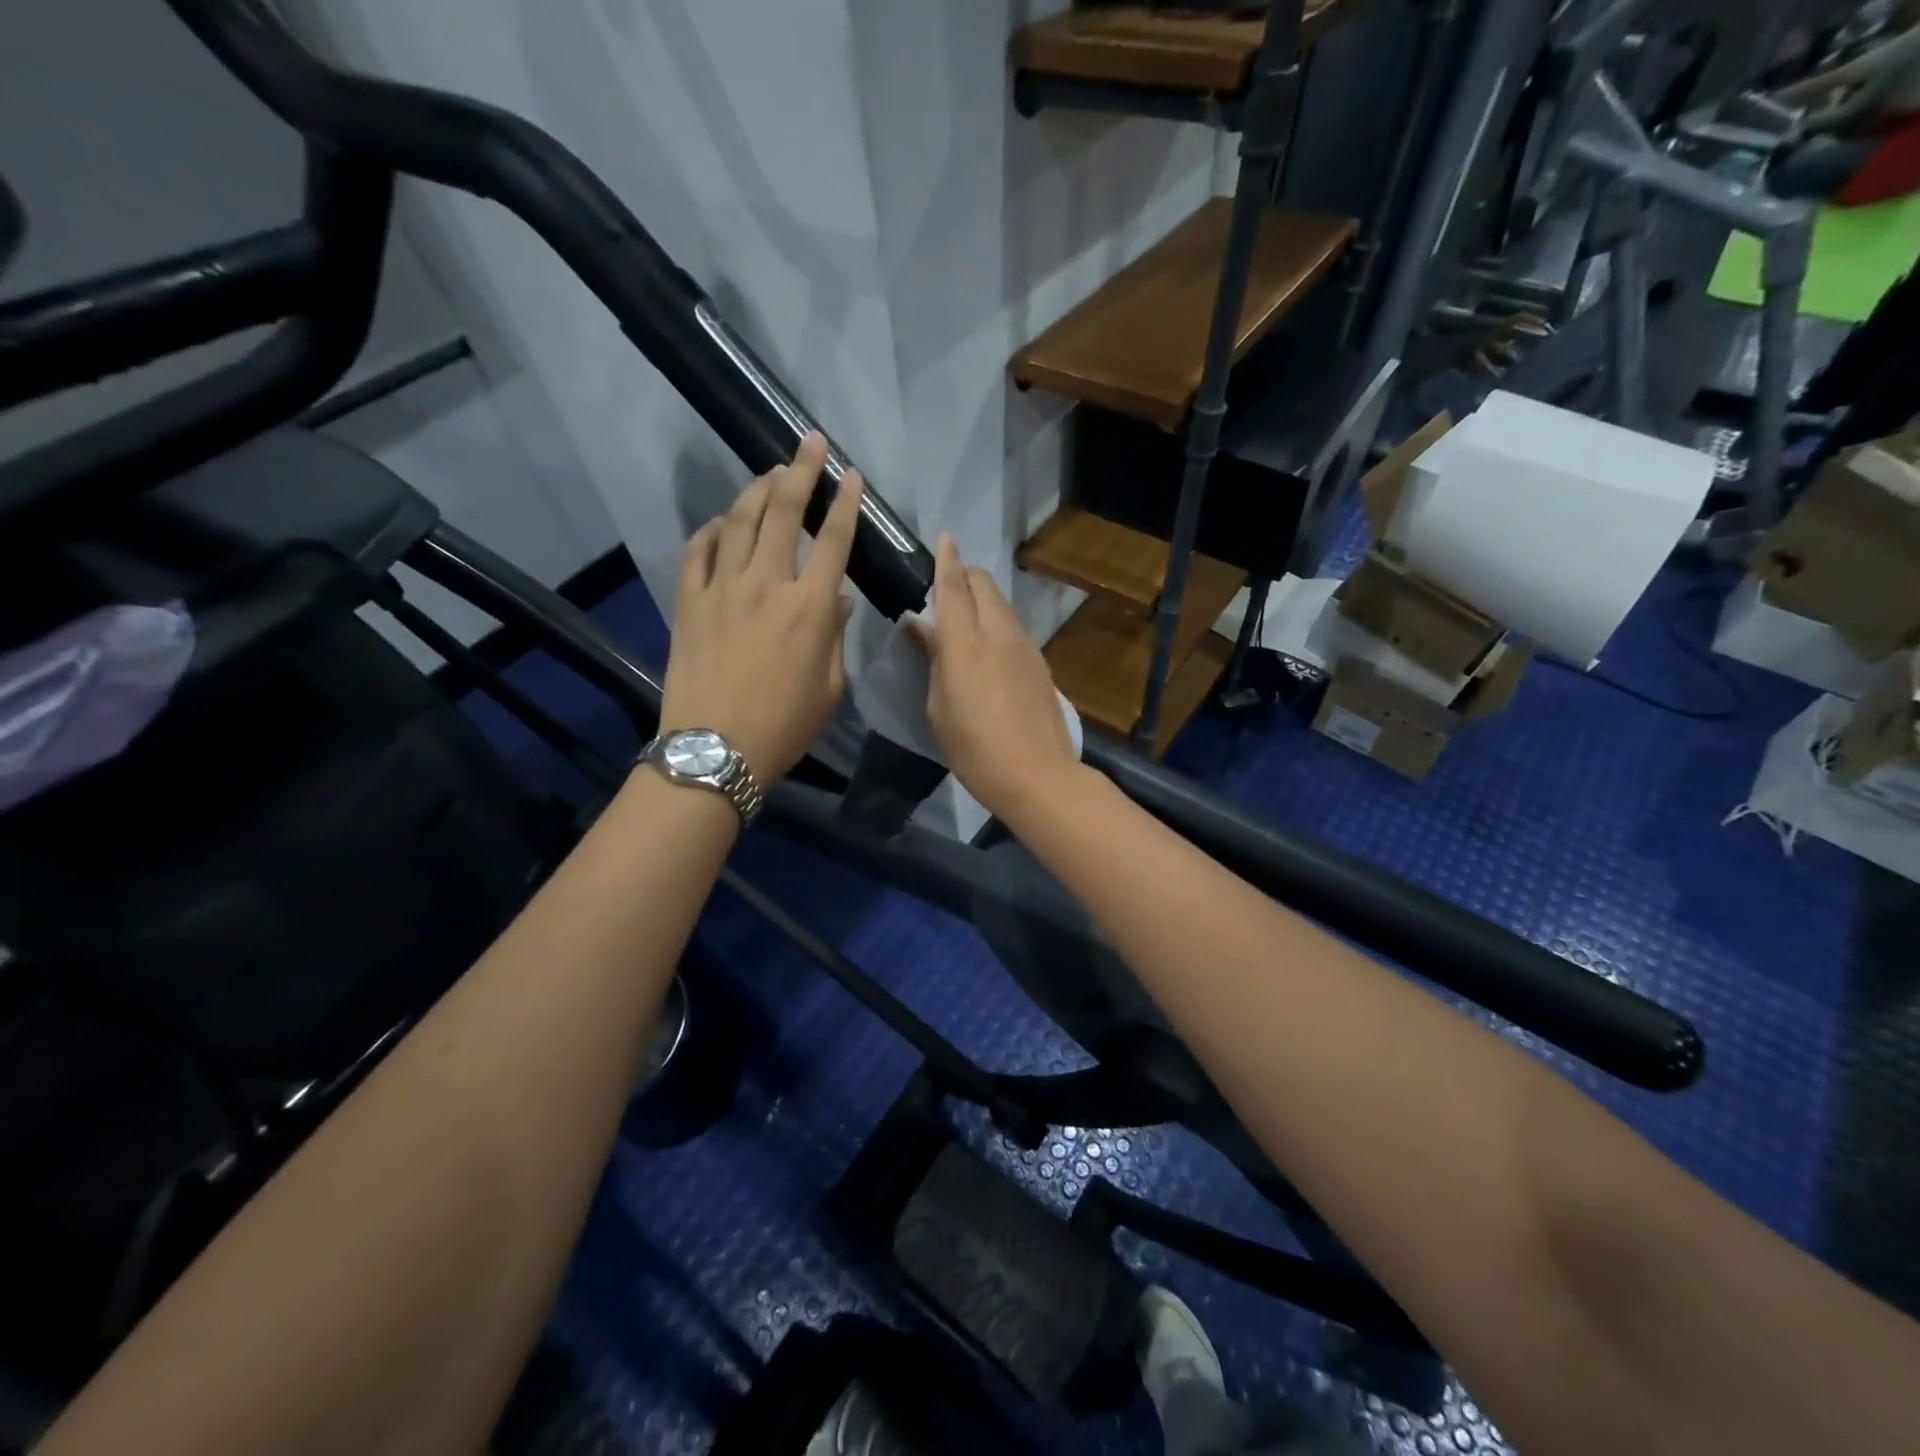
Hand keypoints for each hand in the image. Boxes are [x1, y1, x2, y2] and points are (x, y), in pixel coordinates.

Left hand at [659, 433, 861, 783]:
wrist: (715, 750)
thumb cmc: (784, 726)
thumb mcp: (828, 687)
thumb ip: (835, 636)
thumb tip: (838, 598)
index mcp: (810, 608)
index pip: (833, 541)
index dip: (845, 504)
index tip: (852, 475)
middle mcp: (767, 585)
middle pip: (784, 513)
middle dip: (801, 471)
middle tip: (810, 443)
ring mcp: (722, 588)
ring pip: (739, 521)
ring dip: (757, 490)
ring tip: (770, 472)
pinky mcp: (689, 601)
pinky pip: (699, 551)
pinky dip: (712, 530)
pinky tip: (721, 522)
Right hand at [910, 533, 1081, 824]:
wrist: (1038, 776)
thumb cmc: (974, 749)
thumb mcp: (939, 708)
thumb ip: (933, 660)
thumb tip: (922, 628)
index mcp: (965, 643)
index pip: (953, 587)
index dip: (946, 560)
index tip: (944, 538)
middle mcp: (998, 634)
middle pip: (984, 585)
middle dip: (965, 575)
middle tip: (945, 587)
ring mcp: (1025, 647)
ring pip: (1002, 605)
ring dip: (982, 599)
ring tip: (963, 617)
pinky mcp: (1040, 664)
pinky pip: (1013, 628)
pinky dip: (996, 622)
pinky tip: (987, 646)